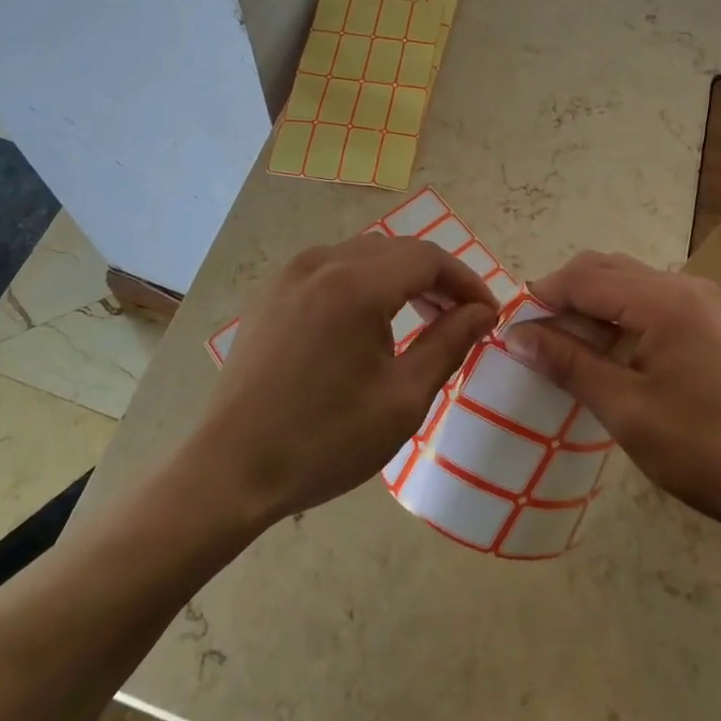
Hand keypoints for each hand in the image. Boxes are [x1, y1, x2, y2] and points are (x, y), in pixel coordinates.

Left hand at [190, 234, 499, 525]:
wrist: (232, 469)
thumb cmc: (325, 440)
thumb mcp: (402, 399)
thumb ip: (448, 344)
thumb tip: (482, 313)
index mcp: (356, 285)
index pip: (428, 258)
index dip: (466, 281)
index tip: (489, 314)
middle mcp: (323, 262)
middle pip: (397, 250)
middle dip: (436, 278)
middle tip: (461, 319)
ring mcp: (291, 274)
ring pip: (364, 255)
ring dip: (401, 278)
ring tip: (422, 320)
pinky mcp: (272, 292)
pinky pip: (332, 268)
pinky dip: (364, 283)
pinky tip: (370, 322)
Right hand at [504, 252, 720, 550]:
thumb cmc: (706, 451)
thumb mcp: (627, 410)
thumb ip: (569, 363)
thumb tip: (517, 334)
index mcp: (664, 300)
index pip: (584, 278)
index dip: (542, 296)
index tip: (512, 329)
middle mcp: (683, 286)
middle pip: (605, 269)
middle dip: (564, 296)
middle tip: (535, 340)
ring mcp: (701, 302)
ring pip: (627, 282)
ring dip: (590, 305)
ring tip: (566, 348)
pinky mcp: (710, 322)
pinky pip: (650, 301)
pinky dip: (618, 316)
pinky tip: (607, 353)